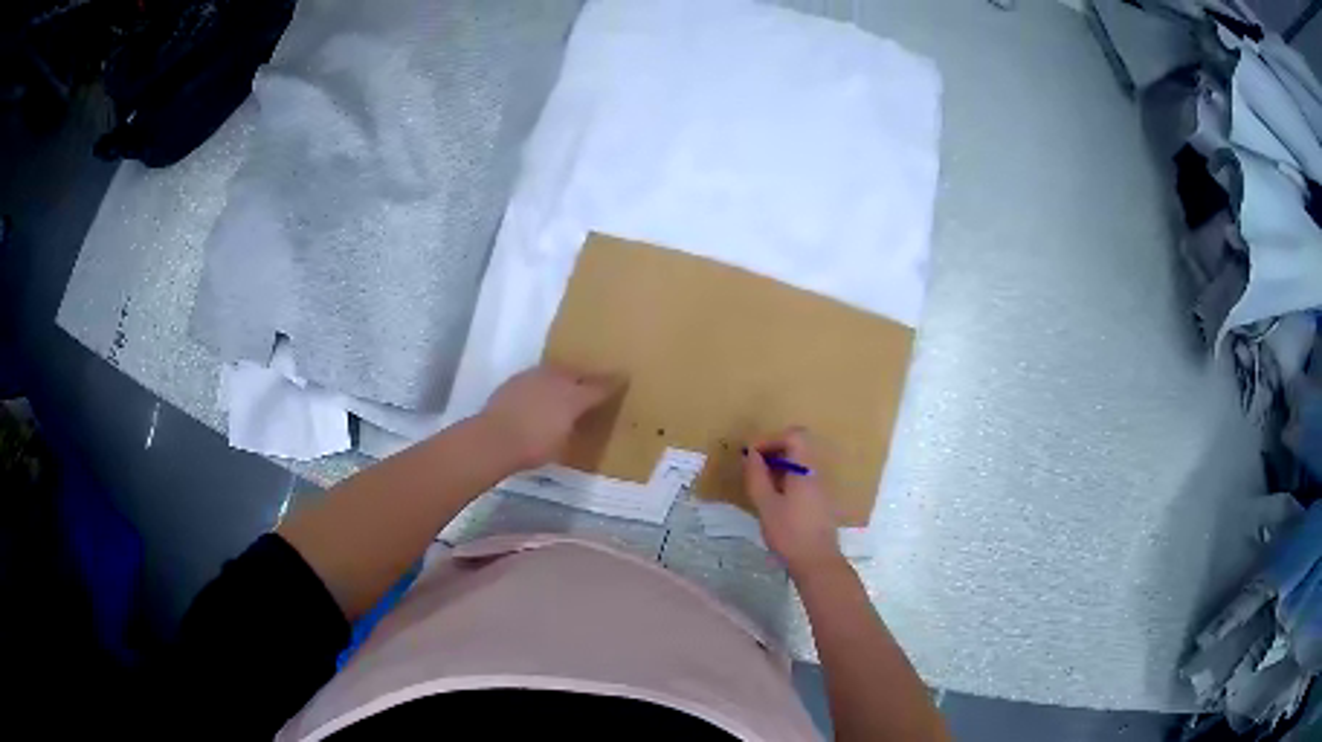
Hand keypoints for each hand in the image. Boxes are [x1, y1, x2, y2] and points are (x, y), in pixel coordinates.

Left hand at [480, 364, 622, 469]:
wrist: (494, 438)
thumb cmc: (534, 447)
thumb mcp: (563, 443)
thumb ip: (574, 427)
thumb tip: (577, 422)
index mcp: (574, 396)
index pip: (599, 387)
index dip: (612, 383)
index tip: (623, 378)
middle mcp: (556, 379)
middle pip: (576, 373)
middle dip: (586, 377)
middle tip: (592, 384)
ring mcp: (533, 377)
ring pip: (555, 372)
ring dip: (563, 377)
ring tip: (565, 387)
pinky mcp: (514, 380)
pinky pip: (536, 378)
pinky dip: (542, 384)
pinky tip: (540, 394)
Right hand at [743, 427, 842, 575]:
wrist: (816, 561)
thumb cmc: (789, 533)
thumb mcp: (766, 505)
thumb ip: (757, 477)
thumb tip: (751, 455)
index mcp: (806, 469)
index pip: (794, 436)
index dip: (770, 439)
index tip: (752, 455)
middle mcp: (816, 473)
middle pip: (798, 447)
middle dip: (773, 451)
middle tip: (753, 468)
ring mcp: (821, 487)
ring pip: (799, 464)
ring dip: (778, 467)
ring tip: (759, 485)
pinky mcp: (819, 501)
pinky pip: (802, 478)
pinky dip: (785, 479)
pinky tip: (773, 500)